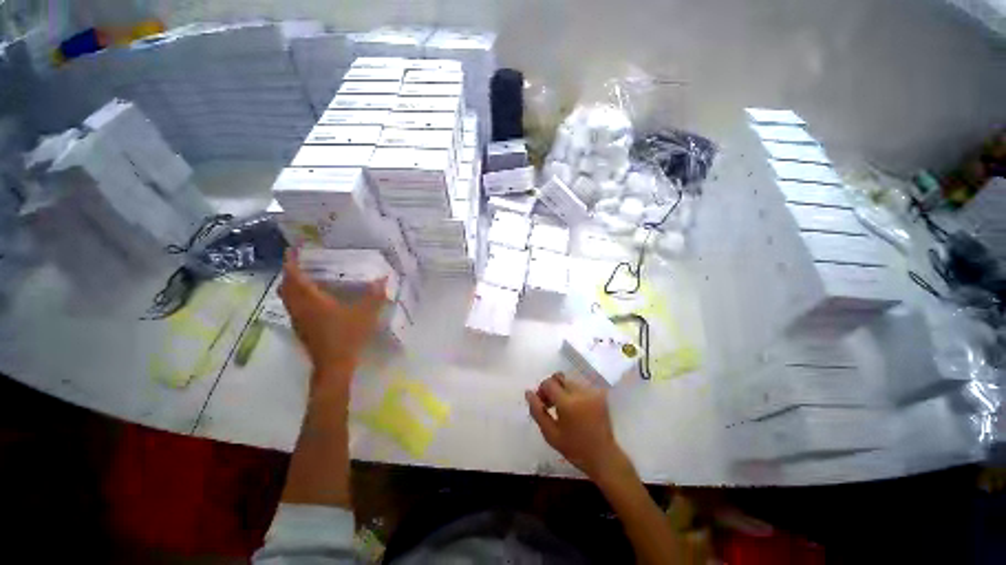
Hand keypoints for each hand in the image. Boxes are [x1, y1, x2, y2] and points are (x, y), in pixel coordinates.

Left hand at [279, 248, 386, 388]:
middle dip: (290, 271)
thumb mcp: (365, 314)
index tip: (294, 248)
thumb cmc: (347, 336)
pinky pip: (293, 306)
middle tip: (301, 262)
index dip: (291, 261)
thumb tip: (384, 278)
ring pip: (287, 297)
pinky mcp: (301, 328)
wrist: (334, 365)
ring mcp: (298, 319)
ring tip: (305, 277)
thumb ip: (374, 295)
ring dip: (291, 284)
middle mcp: (299, 307)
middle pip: (286, 285)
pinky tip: (313, 299)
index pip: (294, 276)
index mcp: (311, 300)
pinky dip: (297, 296)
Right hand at [526, 372, 631, 481]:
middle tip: (550, 404)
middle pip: (560, 378)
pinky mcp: (599, 395)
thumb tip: (528, 393)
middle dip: (552, 387)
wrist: (604, 457)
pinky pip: (581, 386)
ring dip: (563, 390)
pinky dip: (574, 393)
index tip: (541, 403)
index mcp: (568, 403)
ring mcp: (592, 392)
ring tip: (562, 407)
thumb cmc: (574, 448)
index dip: (542, 390)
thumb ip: (537, 411)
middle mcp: (581, 392)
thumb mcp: (550, 434)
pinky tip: (575, 408)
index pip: (549, 383)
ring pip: (570, 381)